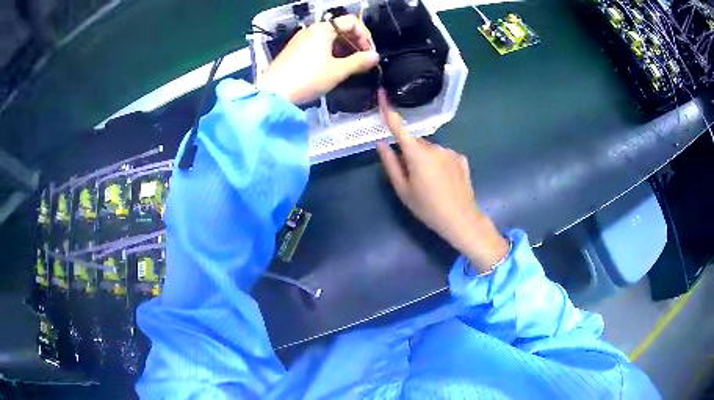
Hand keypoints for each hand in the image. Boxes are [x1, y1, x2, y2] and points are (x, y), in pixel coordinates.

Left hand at [258, 15, 379, 104]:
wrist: (273, 93)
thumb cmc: (307, 78)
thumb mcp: (337, 71)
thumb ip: (359, 62)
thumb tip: (375, 57)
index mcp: (323, 29)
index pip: (351, 22)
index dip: (365, 36)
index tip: (369, 53)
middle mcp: (311, 30)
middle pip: (340, 28)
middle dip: (355, 43)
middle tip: (362, 61)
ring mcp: (300, 40)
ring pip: (328, 38)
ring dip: (343, 49)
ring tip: (349, 66)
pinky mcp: (294, 51)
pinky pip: (317, 46)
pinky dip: (329, 53)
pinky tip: (332, 68)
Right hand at [376, 91, 509, 272]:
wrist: (460, 219)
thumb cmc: (427, 207)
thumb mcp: (403, 190)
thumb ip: (390, 164)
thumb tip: (381, 143)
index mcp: (417, 154)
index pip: (399, 127)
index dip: (388, 111)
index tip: (382, 93)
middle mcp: (434, 147)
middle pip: (416, 143)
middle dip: (411, 154)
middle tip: (413, 178)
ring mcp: (450, 151)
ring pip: (431, 150)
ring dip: (426, 160)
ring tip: (431, 184)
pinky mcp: (461, 158)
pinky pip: (444, 156)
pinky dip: (440, 164)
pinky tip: (444, 182)